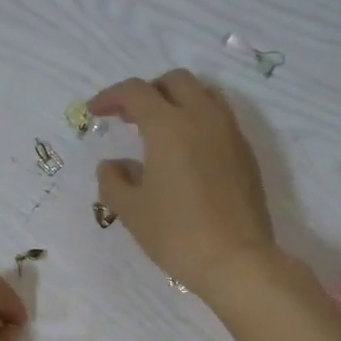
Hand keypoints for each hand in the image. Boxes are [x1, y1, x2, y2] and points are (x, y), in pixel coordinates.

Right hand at [90, 70, 275, 299]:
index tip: (95, 111)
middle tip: (128, 118)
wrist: (235, 259)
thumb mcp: (131, 210)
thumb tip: (112, 165)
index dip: (111, 96)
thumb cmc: (175, 233)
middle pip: (174, 81)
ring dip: (176, 102)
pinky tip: (185, 154)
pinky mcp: (245, 153)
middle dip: (147, 92)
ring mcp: (229, 133)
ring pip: (203, 94)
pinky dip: (197, 121)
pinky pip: (219, 119)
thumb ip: (113, 181)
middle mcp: (202, 117)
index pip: (135, 92)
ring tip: (158, 131)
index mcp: (169, 126)